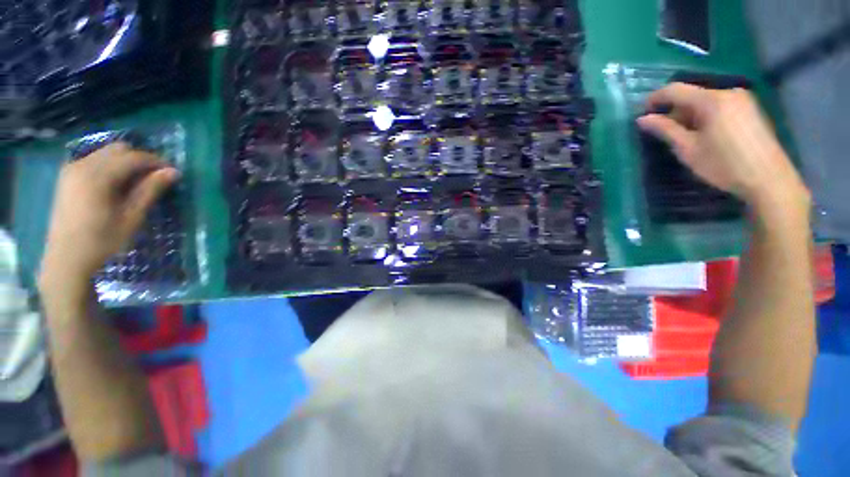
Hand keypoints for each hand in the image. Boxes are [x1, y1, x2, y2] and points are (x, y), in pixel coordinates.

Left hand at [39, 143, 179, 284]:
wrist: (66, 258)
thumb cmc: (102, 241)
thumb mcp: (131, 217)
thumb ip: (150, 191)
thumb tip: (173, 172)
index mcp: (97, 177)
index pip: (133, 157)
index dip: (156, 162)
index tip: (172, 173)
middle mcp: (82, 165)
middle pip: (118, 149)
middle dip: (140, 159)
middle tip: (155, 178)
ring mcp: (72, 169)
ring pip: (106, 153)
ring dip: (126, 162)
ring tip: (137, 182)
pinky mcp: (68, 176)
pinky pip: (95, 160)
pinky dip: (111, 166)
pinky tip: (117, 184)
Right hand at [637, 83, 809, 211]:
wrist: (769, 179)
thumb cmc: (724, 165)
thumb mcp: (688, 149)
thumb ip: (665, 130)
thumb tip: (642, 119)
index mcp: (712, 100)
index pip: (675, 90)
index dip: (655, 99)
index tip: (642, 113)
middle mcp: (728, 92)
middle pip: (692, 95)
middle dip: (674, 111)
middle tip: (663, 132)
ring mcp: (743, 100)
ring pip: (706, 101)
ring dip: (690, 115)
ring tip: (684, 137)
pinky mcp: (751, 110)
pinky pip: (720, 106)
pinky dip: (706, 117)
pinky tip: (705, 135)